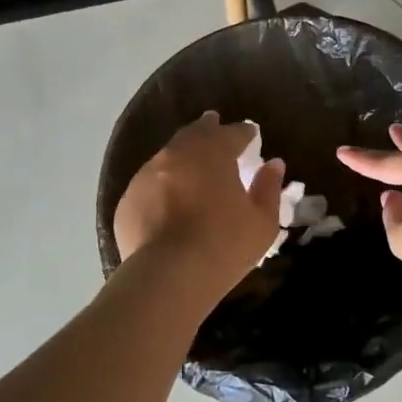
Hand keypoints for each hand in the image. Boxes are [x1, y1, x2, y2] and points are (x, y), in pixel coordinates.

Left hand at [115, 112, 284, 291]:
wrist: (167, 276)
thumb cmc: (223, 246)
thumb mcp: (262, 222)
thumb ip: (268, 188)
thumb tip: (274, 164)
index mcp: (213, 153)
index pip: (233, 133)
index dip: (244, 132)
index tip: (252, 134)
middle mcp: (176, 155)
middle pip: (195, 133)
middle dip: (208, 128)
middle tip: (215, 124)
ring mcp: (146, 175)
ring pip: (168, 155)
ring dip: (183, 154)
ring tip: (192, 161)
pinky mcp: (127, 200)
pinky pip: (150, 183)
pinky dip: (163, 182)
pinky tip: (168, 197)